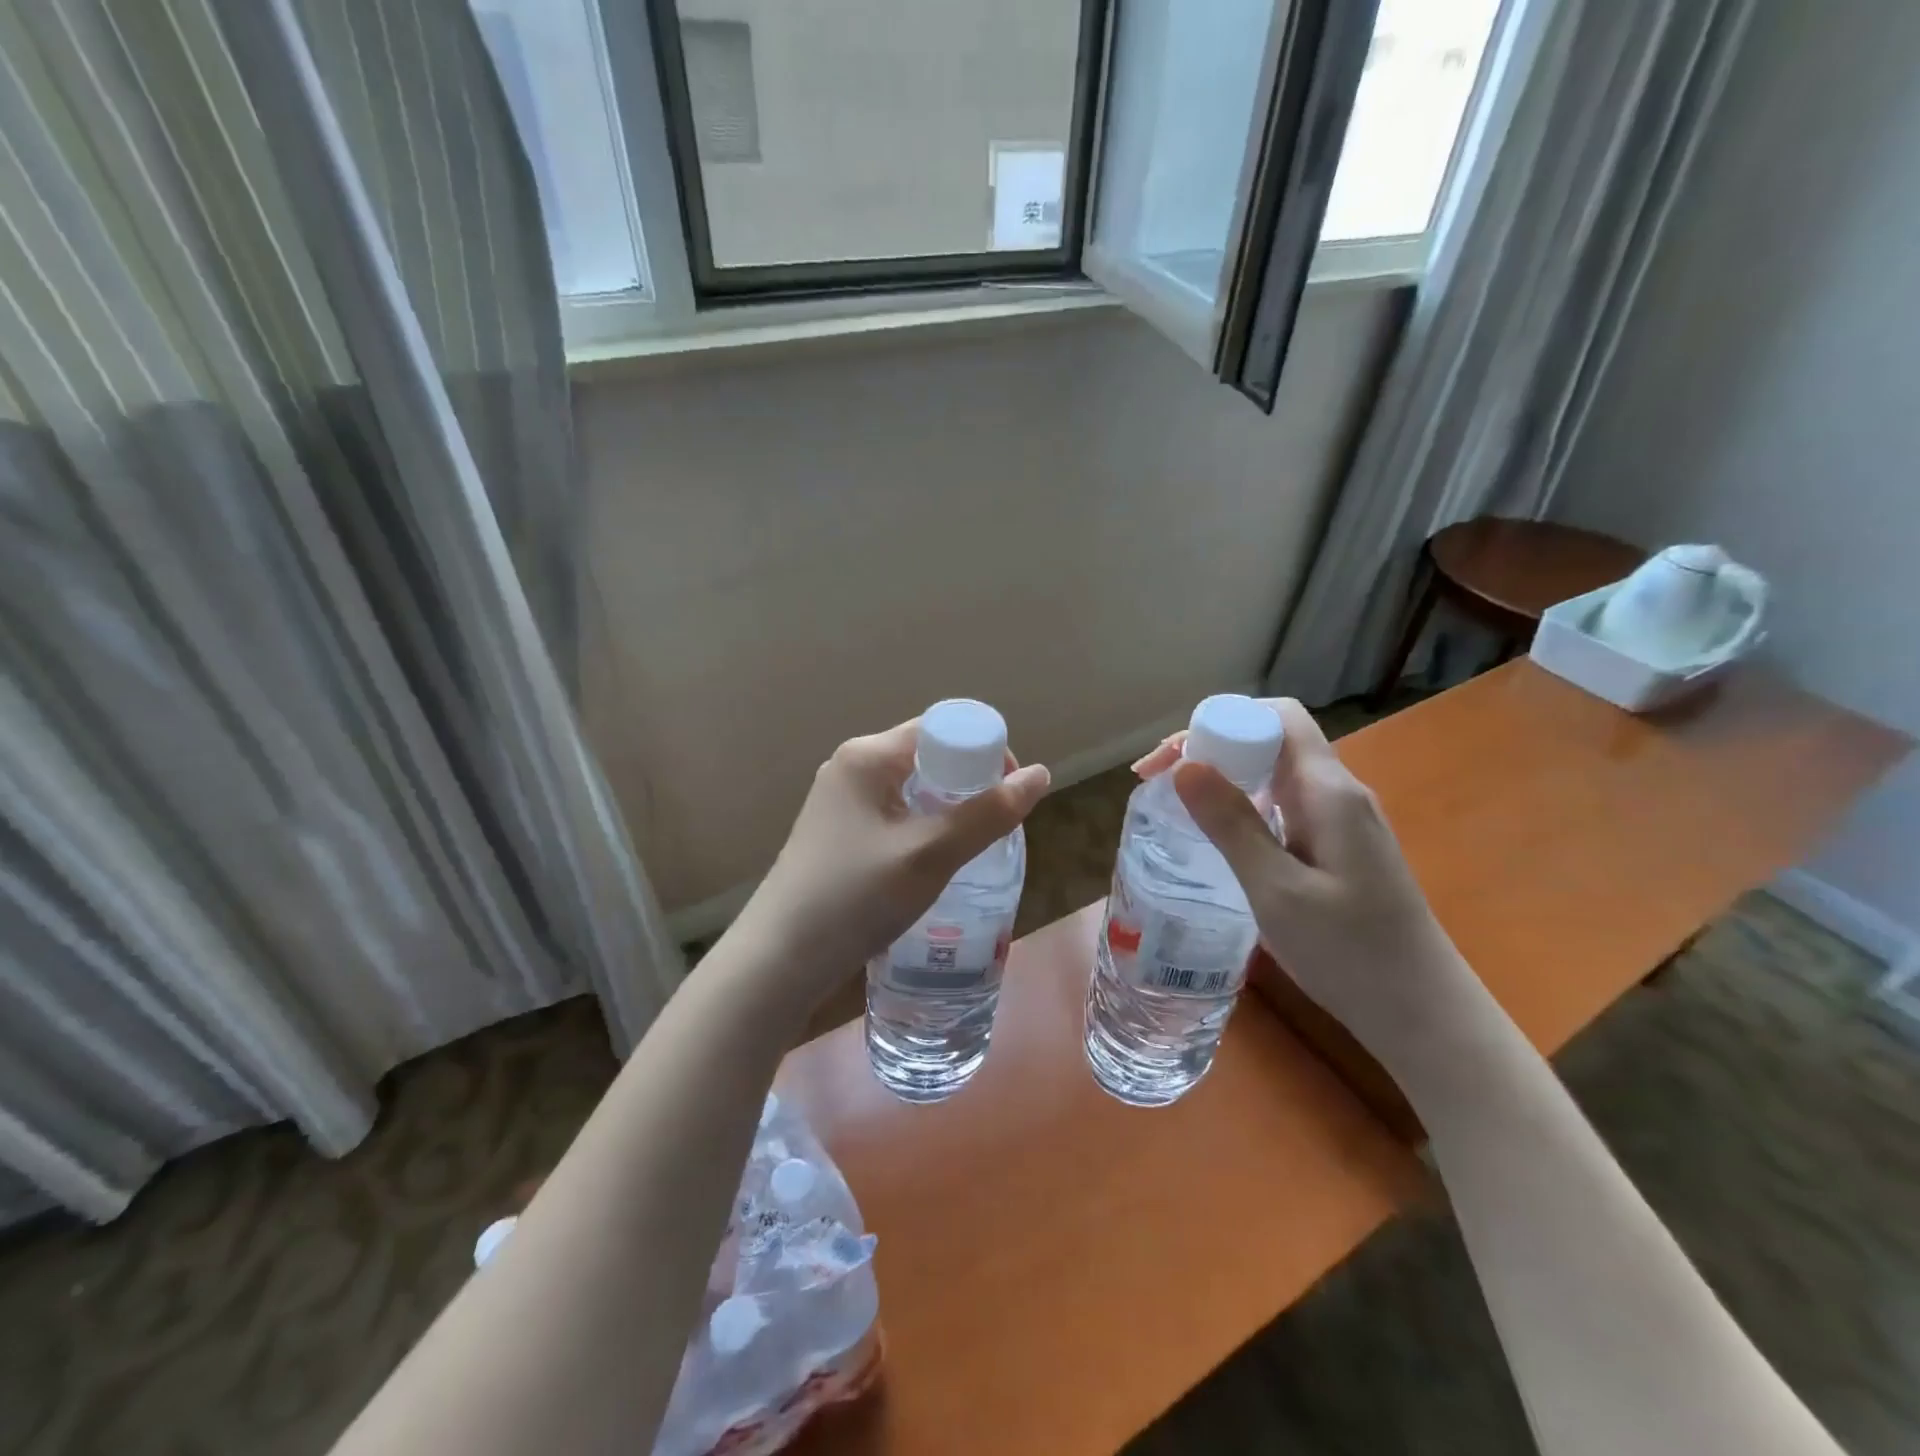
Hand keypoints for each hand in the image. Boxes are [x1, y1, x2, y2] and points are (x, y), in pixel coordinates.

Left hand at [730, 719, 1049, 1015]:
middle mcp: (851, 768)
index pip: (941, 729)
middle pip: (927, 758)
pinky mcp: (837, 834)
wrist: (779, 960)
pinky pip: (893, 816)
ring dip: (946, 812)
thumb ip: (987, 814)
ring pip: (912, 791)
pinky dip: (922, 830)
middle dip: (968, 786)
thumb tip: (1040, 773)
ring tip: (970, 851)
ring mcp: (839, 802)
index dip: (983, 752)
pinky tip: (933, 866)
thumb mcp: (930, 854)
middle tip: (994, 829)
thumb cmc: (856, 897)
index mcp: (868, 756)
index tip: (1008, 794)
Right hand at [1133, 700, 1470, 1060]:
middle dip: (1211, 748)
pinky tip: (1220, 836)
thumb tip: (1185, 765)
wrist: (1423, 1014)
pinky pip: (1284, 804)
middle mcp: (1338, 793)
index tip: (1172, 759)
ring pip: (1275, 773)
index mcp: (1328, 791)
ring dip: (1224, 777)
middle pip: (1271, 740)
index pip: (1276, 717)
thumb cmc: (1349, 952)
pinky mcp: (1339, 847)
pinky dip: (1244, 806)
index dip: (1220, 721)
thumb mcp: (1276, 889)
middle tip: (1157, 783)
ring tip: (1176, 804)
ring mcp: (1342, 821)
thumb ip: (1231, 824)